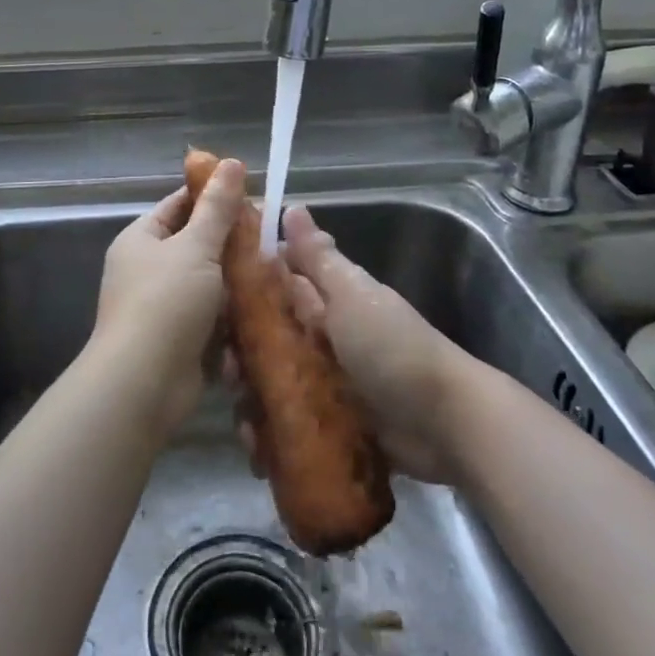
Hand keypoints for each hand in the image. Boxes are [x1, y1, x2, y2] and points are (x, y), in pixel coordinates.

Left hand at [90, 158, 247, 432]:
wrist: (143, 384)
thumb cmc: (166, 303)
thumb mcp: (196, 247)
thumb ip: (217, 207)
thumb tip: (232, 162)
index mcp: (141, 239)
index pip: (179, 204)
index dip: (214, 197)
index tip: (253, 197)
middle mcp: (147, 269)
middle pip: (197, 245)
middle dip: (232, 244)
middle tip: (271, 240)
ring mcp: (162, 307)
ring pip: (209, 284)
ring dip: (237, 283)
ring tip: (275, 274)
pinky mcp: (179, 340)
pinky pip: (211, 319)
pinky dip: (232, 317)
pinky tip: (263, 311)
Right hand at [234, 204, 466, 482]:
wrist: (444, 423)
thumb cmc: (392, 348)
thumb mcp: (353, 295)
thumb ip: (319, 257)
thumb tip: (292, 206)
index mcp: (326, 302)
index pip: (273, 287)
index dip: (240, 293)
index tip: (210, 304)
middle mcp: (321, 339)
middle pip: (266, 340)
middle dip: (240, 356)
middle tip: (227, 373)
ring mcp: (325, 384)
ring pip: (273, 384)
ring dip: (252, 401)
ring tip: (243, 422)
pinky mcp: (329, 425)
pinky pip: (290, 426)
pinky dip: (271, 437)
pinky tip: (257, 449)